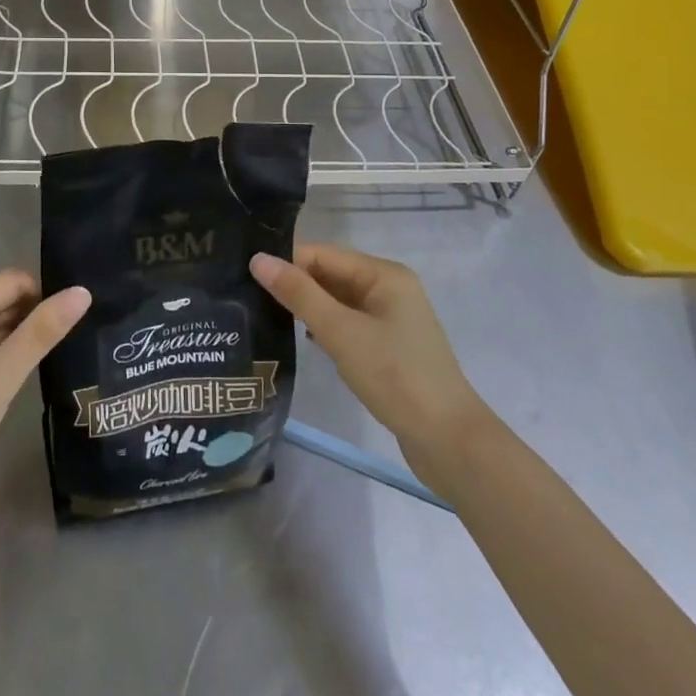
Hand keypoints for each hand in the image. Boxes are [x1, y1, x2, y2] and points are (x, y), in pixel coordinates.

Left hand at [0, 272, 90, 519]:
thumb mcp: (0, 377)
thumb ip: (41, 333)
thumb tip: (82, 291)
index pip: (10, 281)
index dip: (45, 293)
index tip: (79, 315)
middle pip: (0, 301)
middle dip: (36, 314)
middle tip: (80, 333)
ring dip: (23, 337)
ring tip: (65, 349)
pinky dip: (6, 357)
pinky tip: (31, 372)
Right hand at [251, 244, 486, 481]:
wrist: (449, 441)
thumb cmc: (395, 377)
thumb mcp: (341, 332)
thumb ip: (299, 294)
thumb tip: (257, 259)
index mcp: (383, 274)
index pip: (322, 254)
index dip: (286, 263)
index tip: (246, 280)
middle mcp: (388, 288)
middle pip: (330, 275)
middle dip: (295, 286)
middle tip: (249, 300)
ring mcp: (390, 318)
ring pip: (337, 301)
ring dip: (308, 308)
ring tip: (266, 318)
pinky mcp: (388, 346)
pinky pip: (348, 324)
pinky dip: (326, 328)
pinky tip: (303, 341)